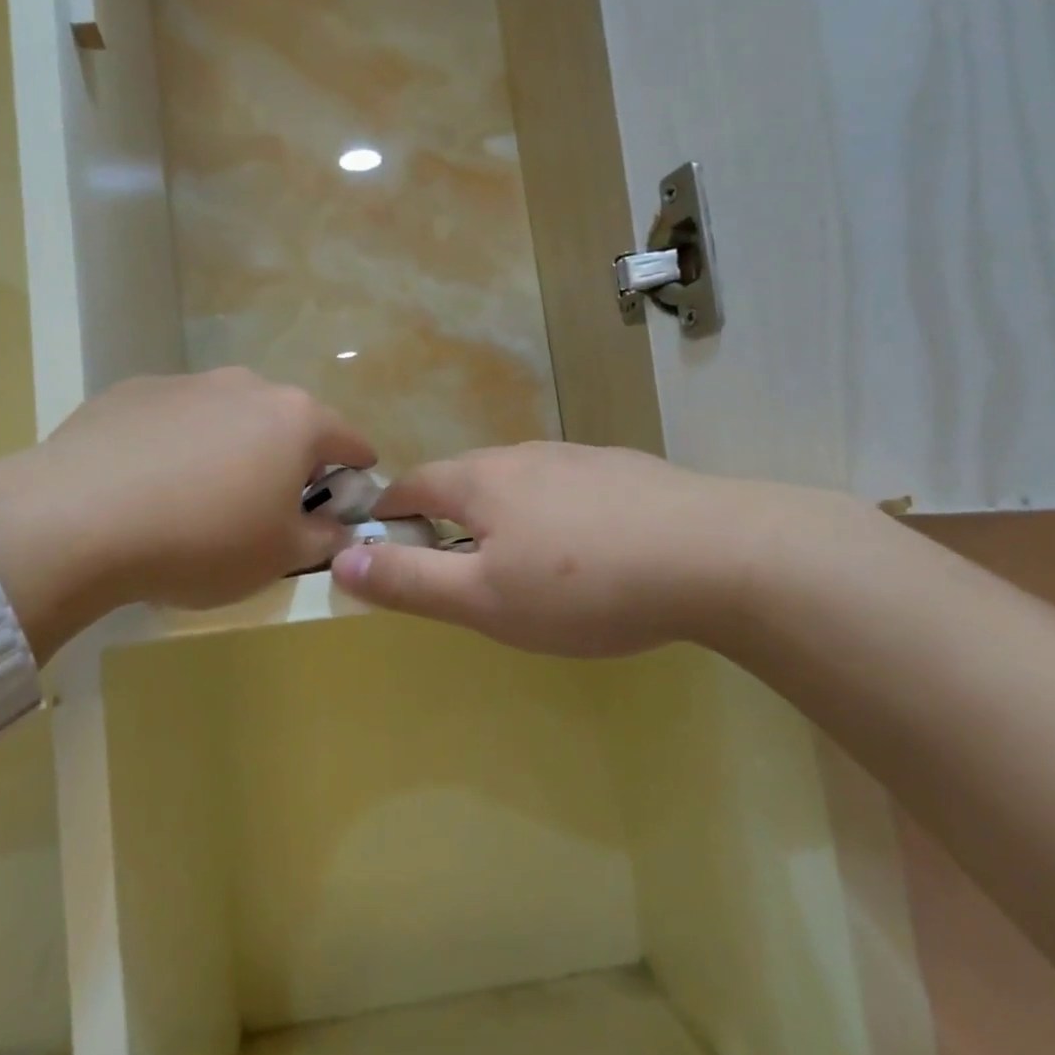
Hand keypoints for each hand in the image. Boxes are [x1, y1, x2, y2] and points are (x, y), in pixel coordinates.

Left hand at [0, 369, 373, 636]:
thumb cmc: (203, 540)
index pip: (350, 440)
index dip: (357, 472)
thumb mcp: (280, 557)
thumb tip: (338, 527)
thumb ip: (324, 538)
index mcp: (296, 420)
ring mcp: (187, 383)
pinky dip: (177, 446)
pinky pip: (174, 420)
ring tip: (200, 499)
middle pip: (287, 423)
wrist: (78, 520)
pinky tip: (148, 486)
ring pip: (229, 417)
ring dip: (231, 450)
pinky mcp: (131, 391)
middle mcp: (247, 386)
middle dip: (288, 461)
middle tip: (268, 508)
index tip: (348, 499)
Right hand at [330, 441, 845, 657]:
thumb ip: (409, 582)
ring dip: (500, 515)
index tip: (383, 544)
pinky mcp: (624, 471)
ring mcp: (579, 458)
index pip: (413, 484)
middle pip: (465, 480)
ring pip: (519, 483)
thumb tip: (340, 560)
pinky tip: (583, 549)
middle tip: (452, 567)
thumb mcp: (482, 600)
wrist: (714, 555)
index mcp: (481, 480)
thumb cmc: (582, 585)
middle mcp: (524, 455)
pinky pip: (567, 489)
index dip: (390, 513)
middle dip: (444, 517)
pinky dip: (552, 514)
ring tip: (517, 561)